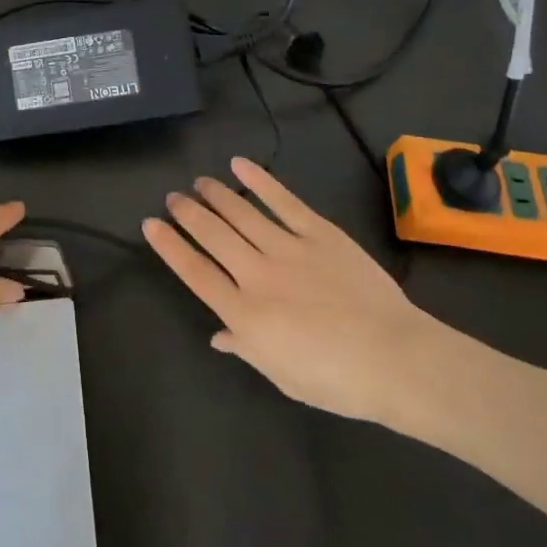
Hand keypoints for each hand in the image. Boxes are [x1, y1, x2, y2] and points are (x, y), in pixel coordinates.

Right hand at [143, 157, 453, 424]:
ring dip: (216, 194)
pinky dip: (259, 181)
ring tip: (200, 182)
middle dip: (188, 213)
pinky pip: (283, 202)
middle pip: (212, 236)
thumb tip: (219, 335)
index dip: (170, 247)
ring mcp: (288, 249)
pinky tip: (240, 165)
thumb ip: (247, 348)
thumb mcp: (282, 375)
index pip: (195, 272)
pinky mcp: (319, 233)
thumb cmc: (337, 380)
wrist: (395, 358)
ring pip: (241, 213)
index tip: (151, 225)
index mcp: (244, 315)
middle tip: (173, 197)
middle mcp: (257, 275)